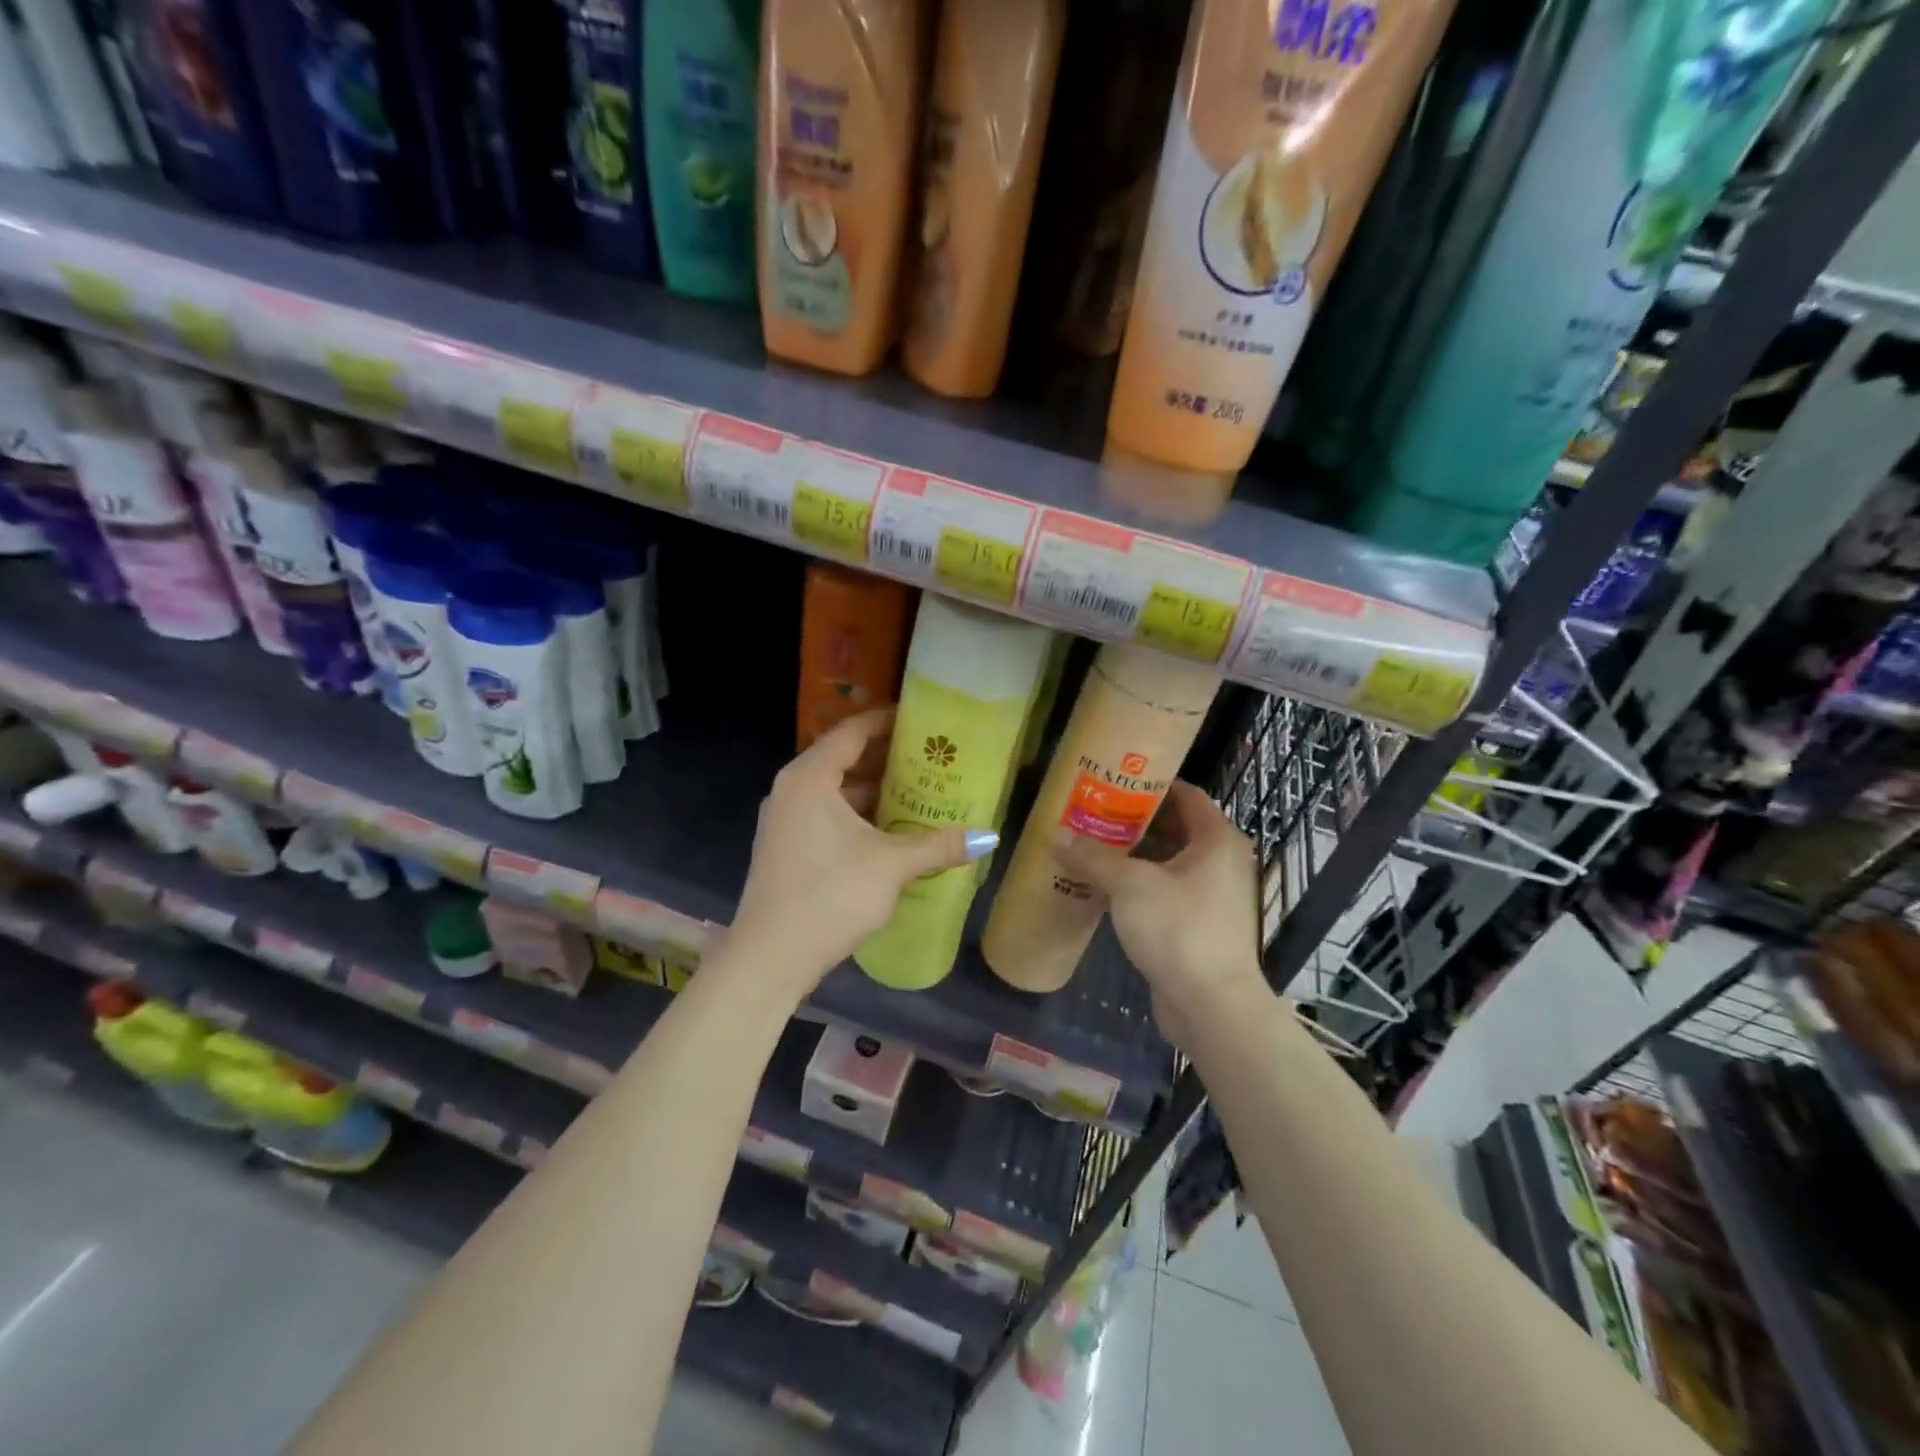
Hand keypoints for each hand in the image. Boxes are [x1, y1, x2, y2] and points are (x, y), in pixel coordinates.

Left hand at [728, 709, 995, 993]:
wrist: (770, 957)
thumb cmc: (830, 894)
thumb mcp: (891, 865)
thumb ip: (938, 845)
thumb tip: (988, 836)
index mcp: (810, 778)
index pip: (852, 732)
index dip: (887, 721)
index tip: (922, 720)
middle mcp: (791, 790)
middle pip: (843, 759)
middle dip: (887, 758)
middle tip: (930, 758)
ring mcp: (785, 821)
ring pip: (836, 792)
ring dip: (874, 791)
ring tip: (918, 792)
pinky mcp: (786, 848)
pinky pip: (826, 815)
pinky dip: (858, 815)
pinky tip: (891, 831)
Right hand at [1055, 780, 1267, 1044]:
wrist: (1211, 1005)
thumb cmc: (1178, 929)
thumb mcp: (1129, 885)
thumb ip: (1093, 856)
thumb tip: (1056, 833)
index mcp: (1216, 839)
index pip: (1186, 794)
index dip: (1151, 785)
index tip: (1114, 783)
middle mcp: (1222, 861)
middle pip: (1176, 827)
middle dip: (1135, 821)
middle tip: (1094, 814)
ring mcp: (1214, 895)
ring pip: (1170, 861)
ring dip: (1135, 854)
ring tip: (1092, 846)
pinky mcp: (1201, 924)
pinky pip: (1169, 890)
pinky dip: (1141, 884)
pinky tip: (1106, 886)